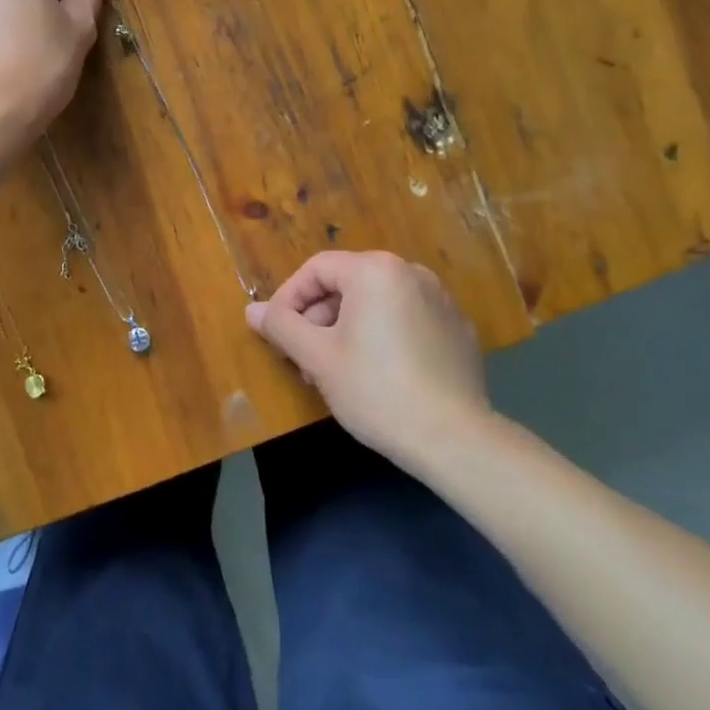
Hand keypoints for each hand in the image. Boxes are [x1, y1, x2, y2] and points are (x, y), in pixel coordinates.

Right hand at [245, 250, 493, 470]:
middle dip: (318, 318)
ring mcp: (440, 300)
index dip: (289, 298)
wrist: (455, 440)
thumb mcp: (317, 358)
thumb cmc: (376, 390)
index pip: (317, 269)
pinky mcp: (457, 329)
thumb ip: (281, 326)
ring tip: (336, 371)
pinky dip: (383, 336)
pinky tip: (378, 375)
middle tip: (305, 358)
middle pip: (347, 284)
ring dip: (347, 329)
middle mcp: (411, 272)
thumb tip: (252, 311)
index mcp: (375, 271)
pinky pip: (406, 319)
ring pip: (376, 303)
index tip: (277, 332)